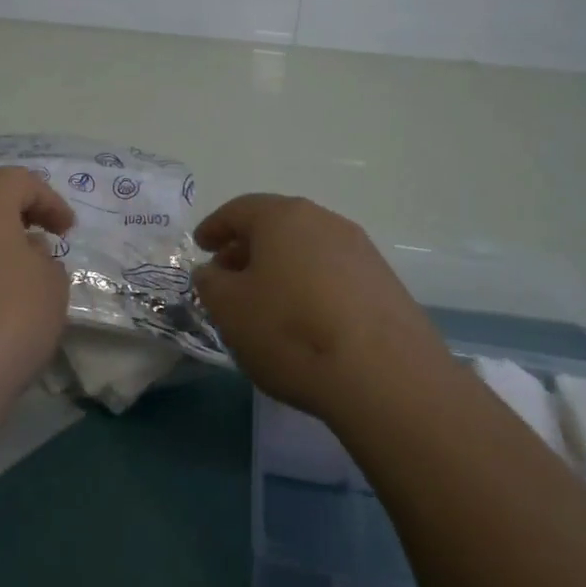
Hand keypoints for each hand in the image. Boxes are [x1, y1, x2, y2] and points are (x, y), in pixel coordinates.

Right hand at [192, 194, 447, 421]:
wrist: (384, 376)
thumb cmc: (290, 331)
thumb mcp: (229, 309)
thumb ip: (211, 283)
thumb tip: (213, 272)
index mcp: (282, 216)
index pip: (239, 210)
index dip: (214, 227)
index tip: (200, 246)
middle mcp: (323, 221)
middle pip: (276, 225)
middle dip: (247, 248)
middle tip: (227, 275)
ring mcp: (360, 250)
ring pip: (306, 249)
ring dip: (280, 267)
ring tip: (265, 300)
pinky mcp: (384, 282)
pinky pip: (333, 273)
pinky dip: (310, 285)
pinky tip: (304, 318)